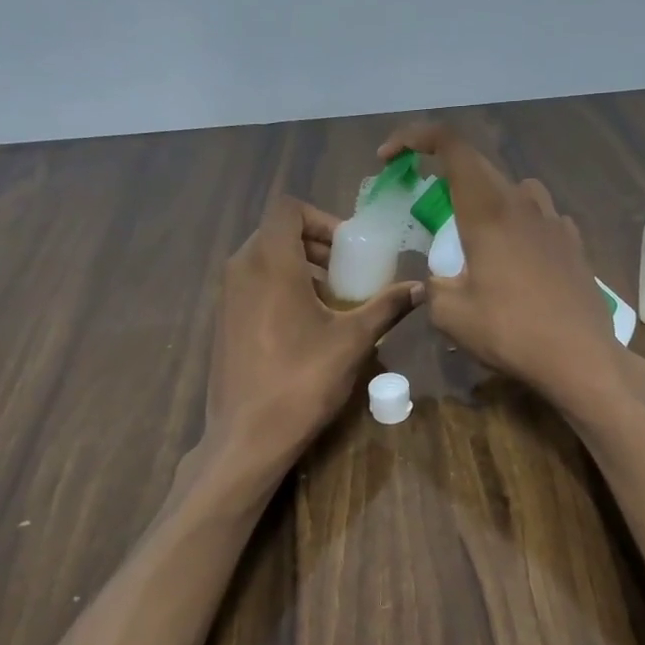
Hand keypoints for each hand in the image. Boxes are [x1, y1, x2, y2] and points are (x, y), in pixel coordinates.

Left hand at [203, 196, 421, 474]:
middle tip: (347, 272)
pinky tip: (305, 326)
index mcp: (270, 262)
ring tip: (331, 300)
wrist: (247, 435)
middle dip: (315, 245)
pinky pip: (252, 285)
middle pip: (276, 232)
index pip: (288, 208)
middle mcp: (241, 269)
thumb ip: (387, 307)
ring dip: (299, 267)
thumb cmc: (302, 379)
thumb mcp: (353, 340)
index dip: (322, 219)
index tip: (349, 249)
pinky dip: (279, 288)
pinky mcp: (223, 321)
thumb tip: (421, 288)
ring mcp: (226, 296)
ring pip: (263, 259)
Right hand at [378, 122, 644, 416]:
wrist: (580, 357)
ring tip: (474, 234)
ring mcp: (554, 221)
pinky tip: (515, 259)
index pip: (451, 146)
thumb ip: (434, 288)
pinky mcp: (573, 243)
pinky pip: (539, 218)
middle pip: (479, 166)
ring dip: (487, 199)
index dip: (415, 137)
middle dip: (445, 175)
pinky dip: (518, 225)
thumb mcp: (451, 316)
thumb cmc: (510, 332)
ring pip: (514, 190)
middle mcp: (523, 203)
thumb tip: (436, 281)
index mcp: (488, 211)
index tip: (390, 158)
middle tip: (424, 203)